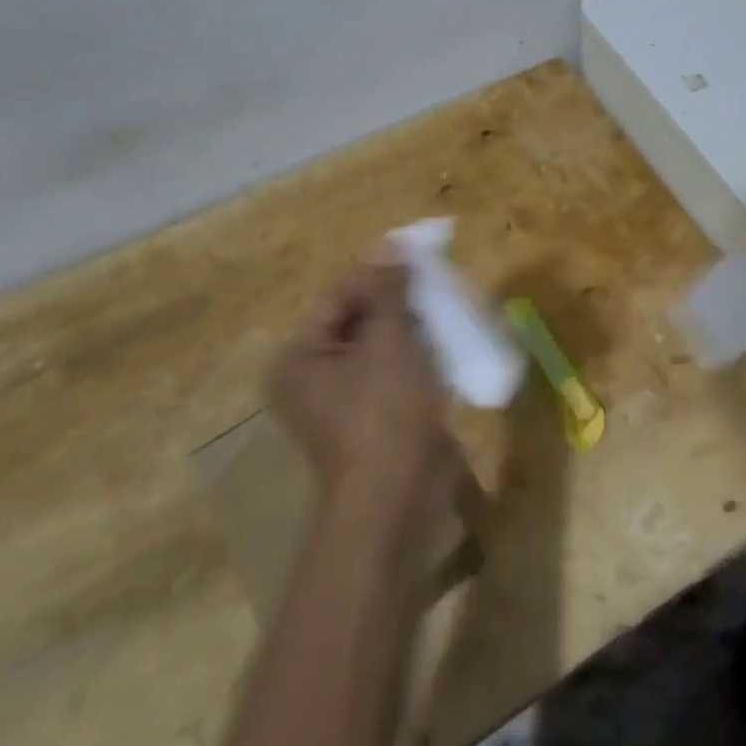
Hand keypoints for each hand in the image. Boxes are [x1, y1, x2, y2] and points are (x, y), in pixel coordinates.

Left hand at [270, 260, 460, 520]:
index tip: (421, 257)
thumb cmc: (384, 412)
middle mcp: (312, 376)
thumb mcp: (387, 341)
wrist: (397, 499)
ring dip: (410, 327)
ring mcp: (343, 401)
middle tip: (436, 284)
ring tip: (444, 309)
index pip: (340, 295)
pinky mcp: (372, 418)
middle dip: (398, 301)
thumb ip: (388, 291)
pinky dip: (415, 356)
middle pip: (358, 319)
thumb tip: (390, 246)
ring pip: (379, 346)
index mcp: (301, 356)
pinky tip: (443, 344)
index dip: (380, 274)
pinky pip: (392, 372)